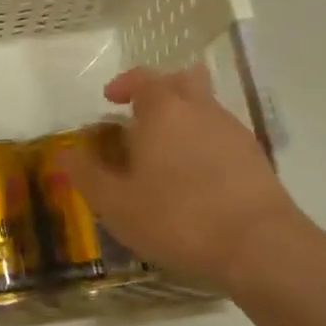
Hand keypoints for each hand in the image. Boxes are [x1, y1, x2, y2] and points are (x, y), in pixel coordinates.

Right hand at [58, 65, 325, 296]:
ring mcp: (234, 131)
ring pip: (205, 107)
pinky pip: (223, 134)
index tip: (110, 100)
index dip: (124, 84)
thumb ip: (86, 175)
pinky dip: (204, 143)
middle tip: (140, 117)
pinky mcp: (256, 158)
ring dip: (183, 118)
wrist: (260, 247)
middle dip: (160, 90)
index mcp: (164, 111)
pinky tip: (195, 177)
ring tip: (164, 153)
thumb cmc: (177, 218)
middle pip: (183, 80)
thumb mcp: (116, 204)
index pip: (143, 77)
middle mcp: (201, 110)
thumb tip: (65, 153)